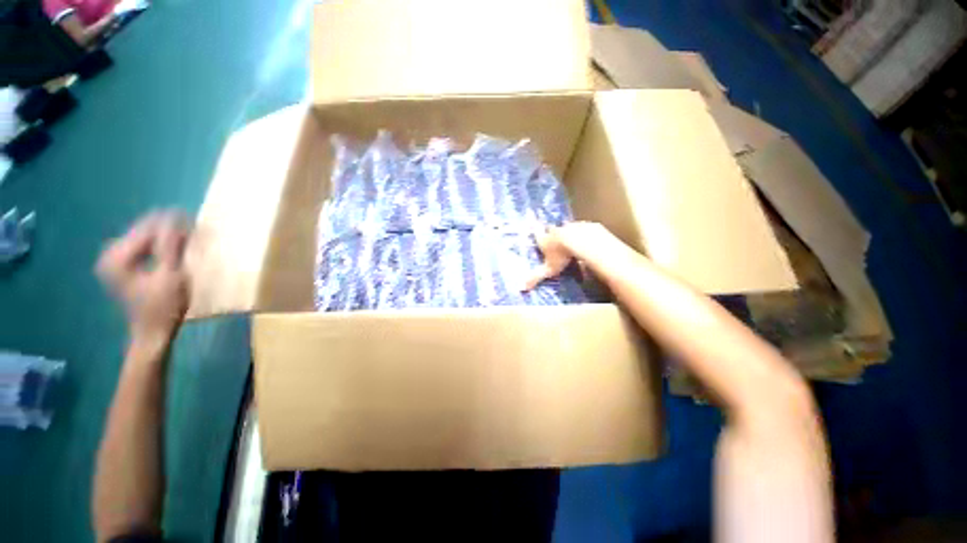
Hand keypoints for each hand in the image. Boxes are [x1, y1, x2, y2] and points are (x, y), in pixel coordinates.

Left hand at [96, 212, 189, 343]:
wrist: (152, 333)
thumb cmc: (164, 307)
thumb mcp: (171, 275)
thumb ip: (171, 245)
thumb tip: (175, 215)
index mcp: (117, 256)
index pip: (147, 229)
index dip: (172, 224)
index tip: (197, 225)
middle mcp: (110, 254)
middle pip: (143, 232)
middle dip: (169, 230)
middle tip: (194, 233)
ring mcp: (114, 261)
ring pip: (144, 239)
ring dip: (166, 238)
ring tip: (188, 240)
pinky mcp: (121, 267)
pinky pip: (143, 248)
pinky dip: (159, 247)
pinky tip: (173, 251)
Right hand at [524, 221, 620, 289]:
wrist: (582, 241)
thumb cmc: (561, 255)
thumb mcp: (549, 270)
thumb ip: (536, 277)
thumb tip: (522, 288)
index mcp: (544, 240)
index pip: (537, 235)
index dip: (536, 234)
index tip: (534, 231)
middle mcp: (555, 231)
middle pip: (550, 229)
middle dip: (550, 232)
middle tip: (552, 237)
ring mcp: (570, 227)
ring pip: (566, 228)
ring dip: (567, 233)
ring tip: (570, 242)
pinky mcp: (584, 226)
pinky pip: (582, 229)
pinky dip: (582, 234)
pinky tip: (586, 241)